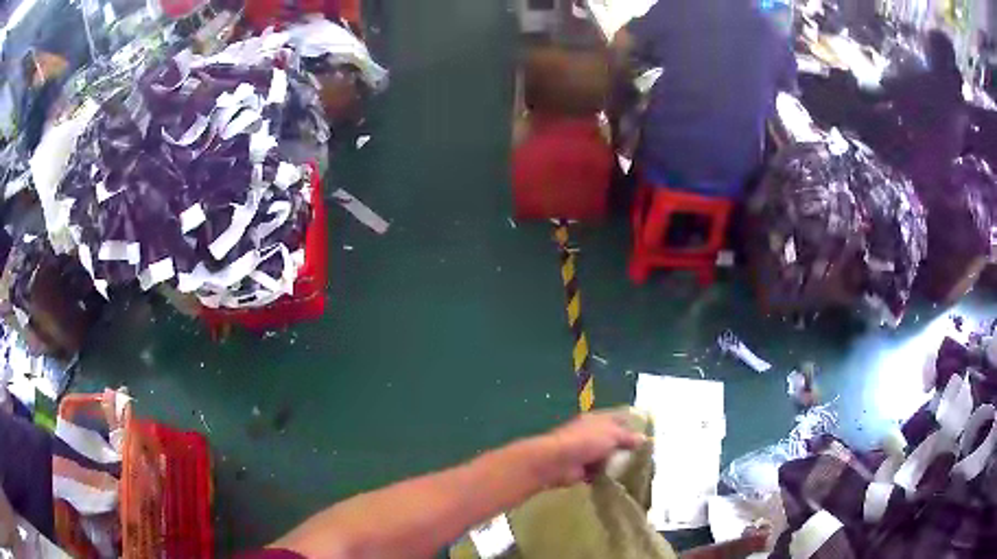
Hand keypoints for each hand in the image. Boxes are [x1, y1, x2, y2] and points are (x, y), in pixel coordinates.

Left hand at [531, 411, 645, 487]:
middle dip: (625, 448)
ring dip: (616, 464)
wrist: (557, 462)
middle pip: (613, 440)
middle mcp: (591, 434)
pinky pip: (598, 472)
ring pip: (606, 457)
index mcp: (598, 420)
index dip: (632, 426)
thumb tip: (643, 439)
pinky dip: (606, 476)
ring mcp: (585, 452)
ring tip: (635, 472)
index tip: (646, 437)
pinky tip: (620, 481)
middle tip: (644, 458)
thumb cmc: (585, 442)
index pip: (619, 419)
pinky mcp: (581, 470)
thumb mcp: (612, 434)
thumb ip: (628, 437)